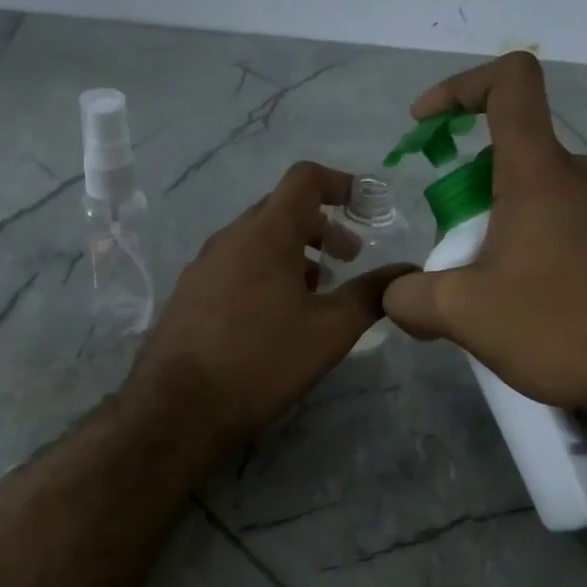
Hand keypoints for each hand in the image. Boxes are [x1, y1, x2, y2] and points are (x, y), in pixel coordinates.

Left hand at [132, 162, 415, 448]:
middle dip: (321, 226)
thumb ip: (371, 295)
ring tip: (315, 292)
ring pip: (256, 241)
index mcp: (266, 233)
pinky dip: (264, 273)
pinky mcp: (188, 293)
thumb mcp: (329, 331)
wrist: (180, 407)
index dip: (341, 183)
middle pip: (280, 210)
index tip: (366, 207)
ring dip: (292, 253)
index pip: (305, 179)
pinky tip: (273, 316)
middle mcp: (229, 238)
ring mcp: (203, 265)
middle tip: (348, 259)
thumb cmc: (263, 360)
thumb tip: (406, 273)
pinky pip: (234, 266)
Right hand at [383, 52, 586, 412]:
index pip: (509, 82)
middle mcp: (578, 175)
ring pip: (530, 193)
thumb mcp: (463, 314)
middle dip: (462, 195)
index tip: (423, 124)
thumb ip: (410, 297)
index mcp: (540, 172)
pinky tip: (519, 301)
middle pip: (506, 153)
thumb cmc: (556, 325)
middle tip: (450, 255)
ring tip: (481, 290)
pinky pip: (557, 221)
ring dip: (491, 226)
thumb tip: (396, 295)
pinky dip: (523, 243)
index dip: (459, 87)